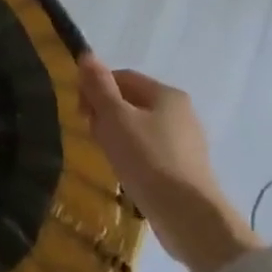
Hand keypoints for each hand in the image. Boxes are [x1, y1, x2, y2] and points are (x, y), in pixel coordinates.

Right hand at [77, 55, 259, 271]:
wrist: (189, 217)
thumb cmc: (148, 159)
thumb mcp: (115, 118)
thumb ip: (99, 86)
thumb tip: (86, 54)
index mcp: (167, 94)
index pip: (122, 77)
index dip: (96, 89)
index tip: (81, 112)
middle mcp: (181, 112)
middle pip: (131, 102)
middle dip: (106, 114)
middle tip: (92, 135)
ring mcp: (186, 142)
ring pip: (139, 128)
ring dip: (117, 137)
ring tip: (107, 157)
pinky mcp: (185, 169)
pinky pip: (150, 151)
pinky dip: (133, 156)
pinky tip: (126, 173)